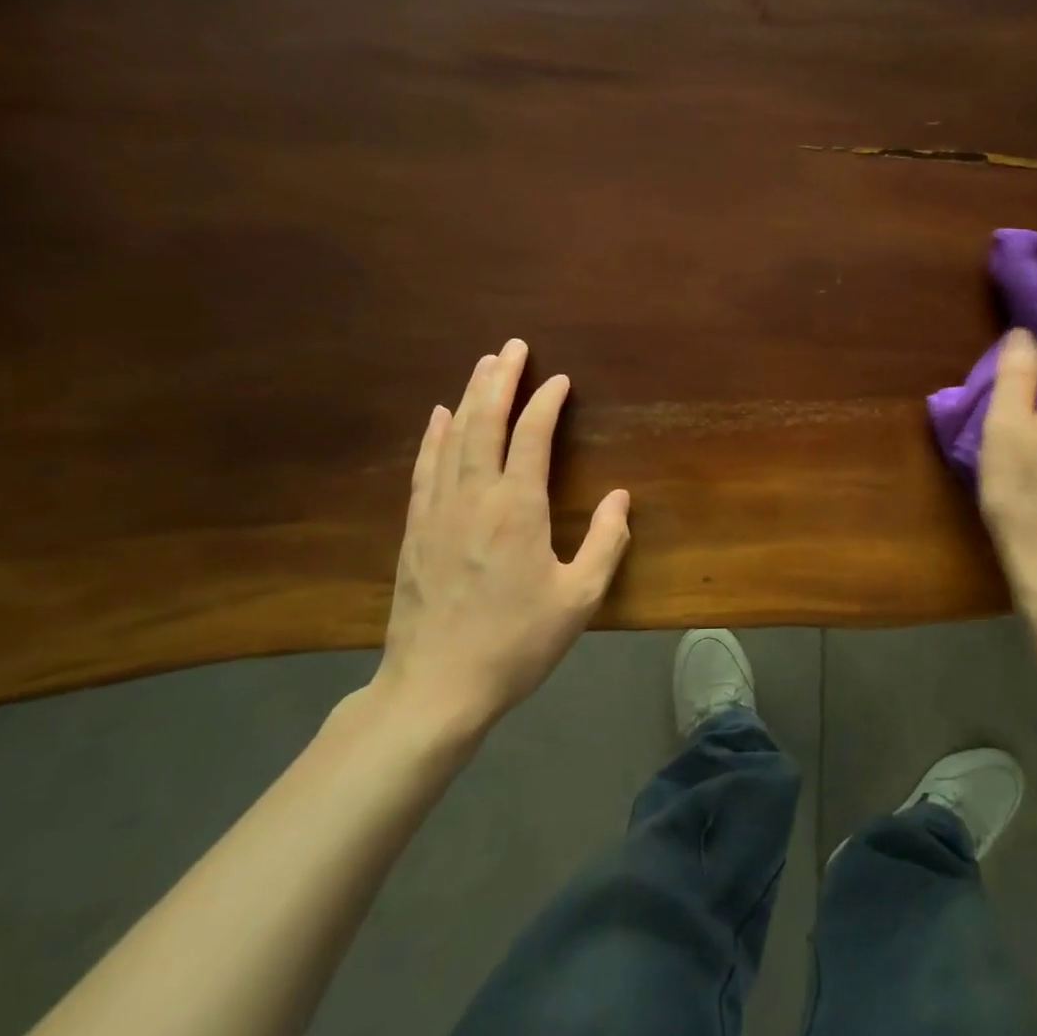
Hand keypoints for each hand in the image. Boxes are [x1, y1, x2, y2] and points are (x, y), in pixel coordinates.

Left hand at [368, 339, 630, 746]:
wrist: (435, 689)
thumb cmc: (516, 643)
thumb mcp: (579, 599)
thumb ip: (606, 543)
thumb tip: (620, 498)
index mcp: (518, 509)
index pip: (532, 437)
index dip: (546, 402)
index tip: (560, 381)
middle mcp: (475, 497)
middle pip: (485, 422)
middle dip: (501, 380)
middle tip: (513, 346)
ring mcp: (438, 511)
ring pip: (453, 438)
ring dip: (470, 396)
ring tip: (484, 364)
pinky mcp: (415, 530)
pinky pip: (425, 468)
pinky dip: (433, 436)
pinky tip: (438, 415)